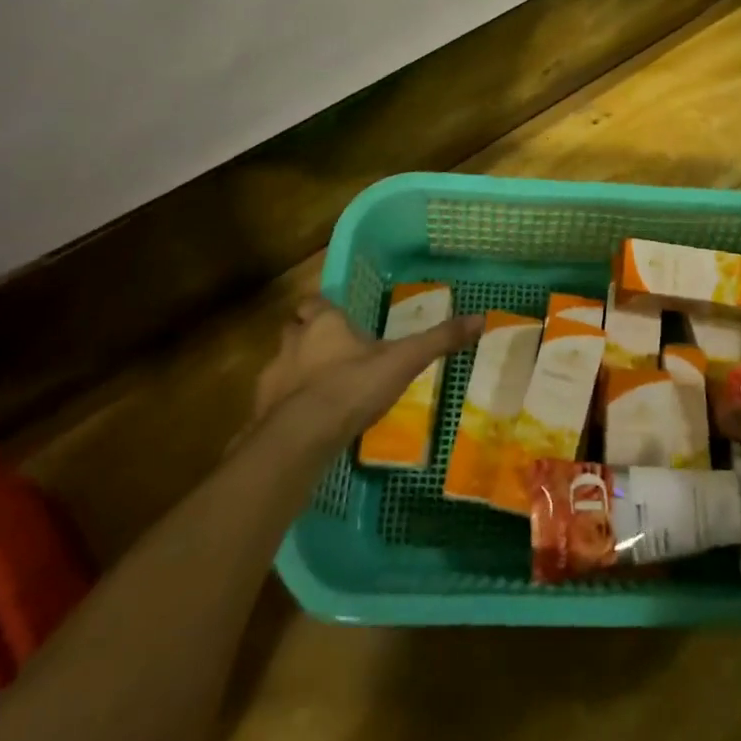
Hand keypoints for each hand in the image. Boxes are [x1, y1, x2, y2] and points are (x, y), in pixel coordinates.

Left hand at [245, 294, 482, 454]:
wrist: (301, 436)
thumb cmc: (353, 387)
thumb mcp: (404, 361)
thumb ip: (438, 340)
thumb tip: (480, 318)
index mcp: (325, 324)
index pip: (316, 303)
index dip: (325, 310)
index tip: (338, 319)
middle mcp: (292, 343)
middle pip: (294, 330)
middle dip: (308, 337)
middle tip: (332, 352)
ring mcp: (272, 378)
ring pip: (281, 365)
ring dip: (297, 372)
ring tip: (322, 391)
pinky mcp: (260, 412)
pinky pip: (273, 403)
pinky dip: (287, 407)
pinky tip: (307, 422)